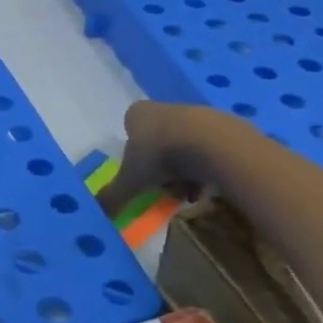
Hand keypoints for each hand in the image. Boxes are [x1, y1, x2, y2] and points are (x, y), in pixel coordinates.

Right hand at [96, 100, 241, 216]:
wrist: (213, 144)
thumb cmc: (161, 156)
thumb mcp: (130, 181)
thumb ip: (113, 196)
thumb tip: (98, 213)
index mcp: (139, 114)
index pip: (130, 127)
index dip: (132, 151)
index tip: (139, 173)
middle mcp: (165, 108)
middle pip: (158, 138)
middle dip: (161, 165)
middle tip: (163, 188)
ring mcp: (196, 115)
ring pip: (184, 146)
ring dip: (185, 170)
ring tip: (189, 192)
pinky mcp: (223, 126)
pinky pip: (210, 150)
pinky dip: (207, 168)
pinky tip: (209, 185)